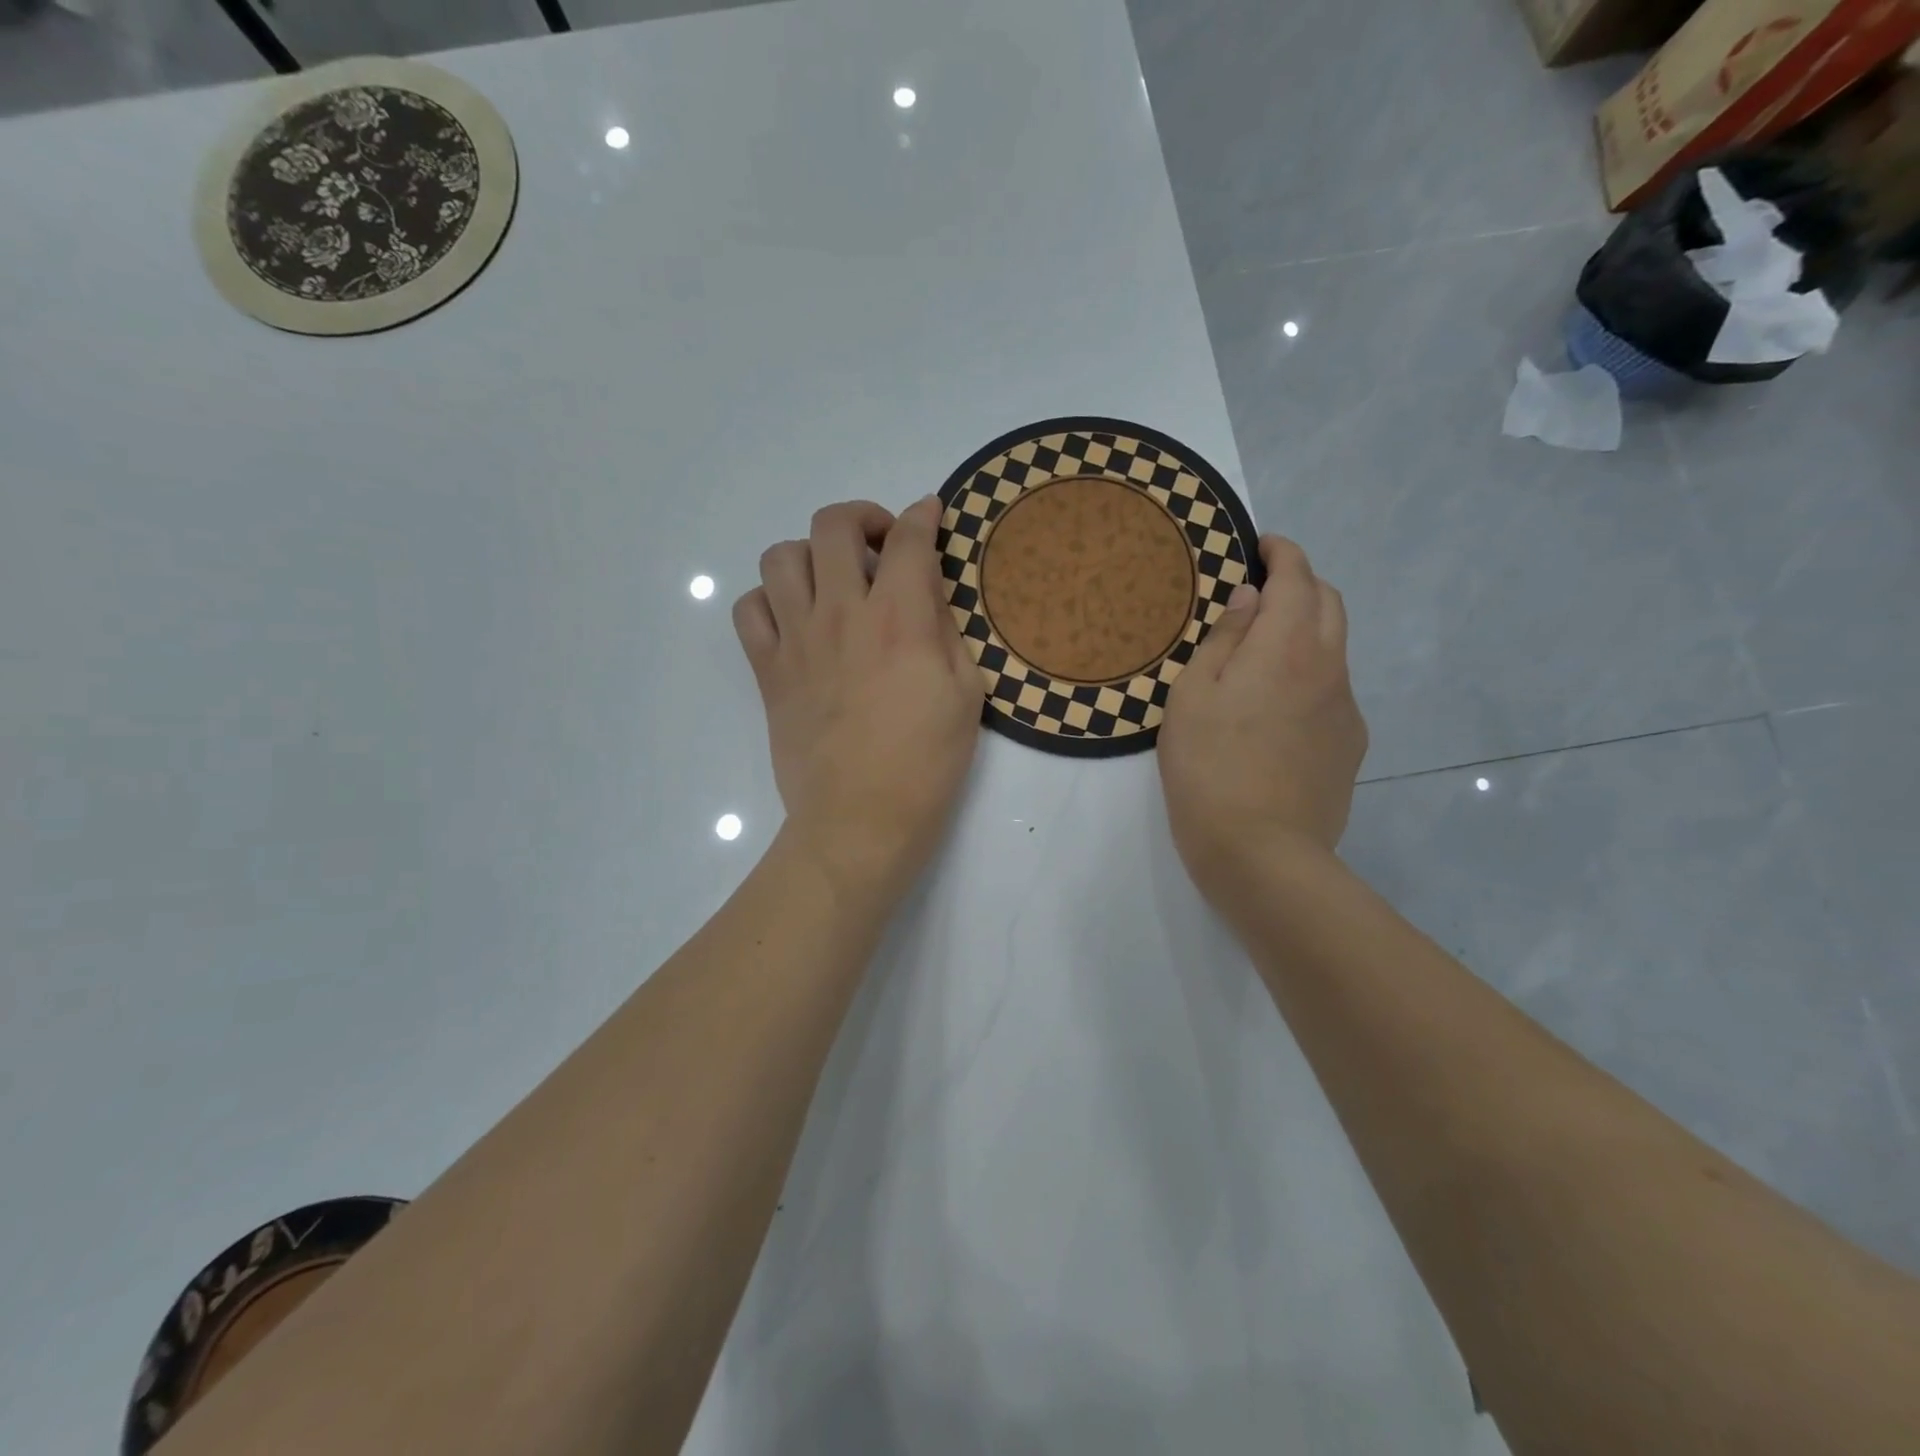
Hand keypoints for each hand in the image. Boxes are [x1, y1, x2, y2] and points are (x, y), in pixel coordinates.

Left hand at [734, 497, 983, 903]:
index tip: (929, 513)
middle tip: (880, 546)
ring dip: (812, 554)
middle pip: (833, 525)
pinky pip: (749, 608)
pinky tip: (796, 618)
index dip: (923, 514)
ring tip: (833, 581)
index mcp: (900, 620)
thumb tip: (927, 594)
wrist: (859, 820)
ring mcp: (796, 640)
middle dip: (863, 518)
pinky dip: (770, 599)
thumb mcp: (966, 694)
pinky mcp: (768, 670)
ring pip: (781, 556)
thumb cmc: (926, 764)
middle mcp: (842, 614)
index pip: (908, 539)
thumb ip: (947, 632)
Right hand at [1158, 535, 1367, 898]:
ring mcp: (1346, 708)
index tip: (1263, 545)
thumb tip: (1252, 599)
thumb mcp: (1192, 696)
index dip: (1283, 553)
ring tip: (1262, 652)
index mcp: (1285, 647)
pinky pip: (1332, 689)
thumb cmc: (1208, 768)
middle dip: (1301, 584)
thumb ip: (1225, 639)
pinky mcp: (1351, 744)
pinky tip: (1276, 709)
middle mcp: (1328, 667)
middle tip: (1262, 592)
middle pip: (1329, 603)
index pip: (1297, 577)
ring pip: (1334, 647)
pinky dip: (1309, 674)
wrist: (1263, 852)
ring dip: (1305, 630)